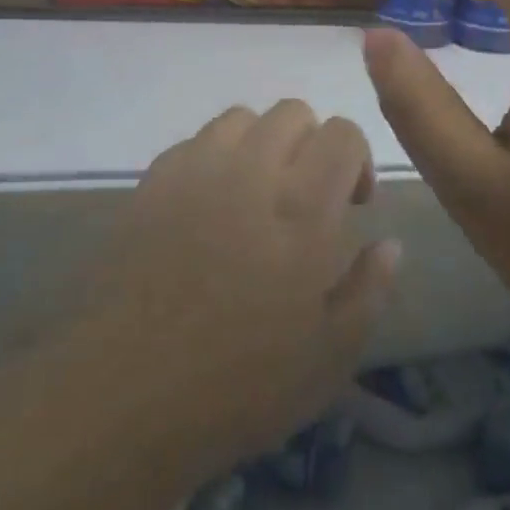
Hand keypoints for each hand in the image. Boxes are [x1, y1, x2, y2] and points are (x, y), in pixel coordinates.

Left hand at [76, 101, 399, 483]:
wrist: (120, 397)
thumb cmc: (238, 385)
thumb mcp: (330, 355)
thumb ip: (370, 289)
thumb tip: (390, 243)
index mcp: (302, 206)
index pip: (342, 133)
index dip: (355, 158)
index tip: (350, 204)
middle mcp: (251, 170)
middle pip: (293, 112)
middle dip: (311, 144)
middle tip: (304, 199)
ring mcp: (195, 171)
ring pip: (241, 118)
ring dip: (262, 145)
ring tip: (255, 196)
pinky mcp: (151, 183)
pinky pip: (195, 143)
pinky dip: (215, 159)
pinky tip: (208, 209)